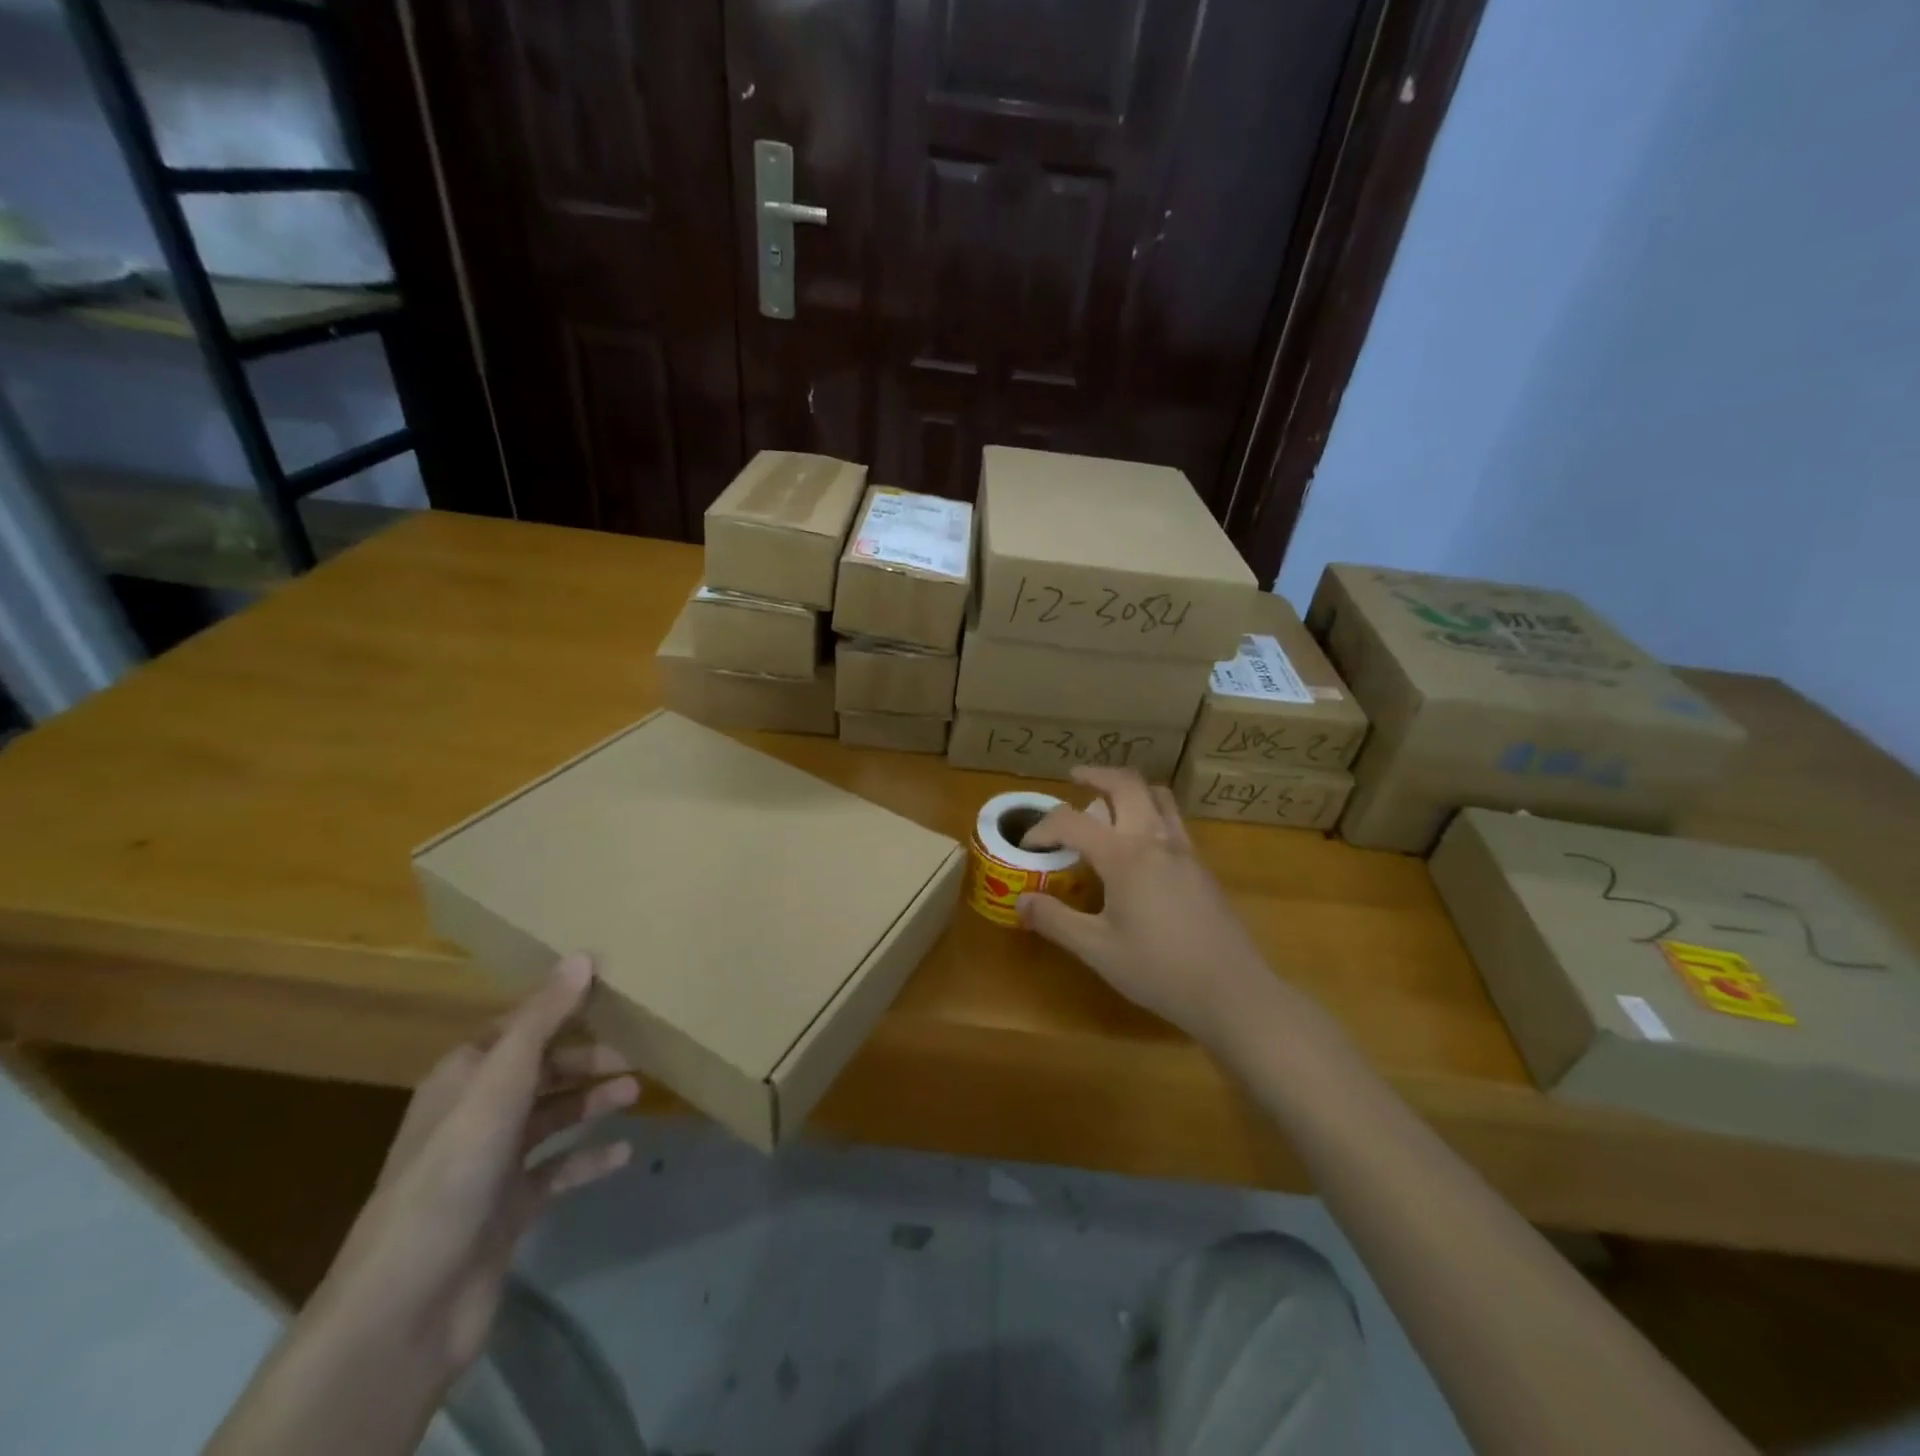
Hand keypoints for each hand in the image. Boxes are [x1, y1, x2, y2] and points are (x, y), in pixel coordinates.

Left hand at [316, 953, 638, 1380]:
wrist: (407, 1305)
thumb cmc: (453, 1173)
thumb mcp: (500, 1083)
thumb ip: (543, 1019)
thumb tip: (583, 956)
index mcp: (464, 1078)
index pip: (520, 1028)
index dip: (562, 1010)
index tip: (614, 998)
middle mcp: (476, 1115)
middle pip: (541, 1071)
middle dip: (588, 1060)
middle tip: (638, 1055)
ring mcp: (491, 1165)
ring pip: (552, 1118)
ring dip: (593, 1102)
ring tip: (636, 1093)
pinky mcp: (508, 1209)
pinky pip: (557, 1171)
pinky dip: (588, 1159)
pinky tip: (623, 1154)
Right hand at [1016, 767, 1273, 1044]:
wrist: (1232, 991)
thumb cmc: (1159, 970)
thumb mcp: (1097, 950)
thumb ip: (1056, 921)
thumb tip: (1021, 900)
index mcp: (1125, 856)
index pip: (1072, 822)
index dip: (1043, 828)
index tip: (1028, 847)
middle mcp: (1156, 840)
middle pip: (1126, 784)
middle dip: (1096, 775)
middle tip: (1074, 779)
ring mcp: (1184, 850)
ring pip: (1157, 795)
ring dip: (1129, 788)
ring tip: (1109, 801)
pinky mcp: (1201, 866)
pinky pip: (1172, 819)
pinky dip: (1149, 810)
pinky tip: (1140, 843)